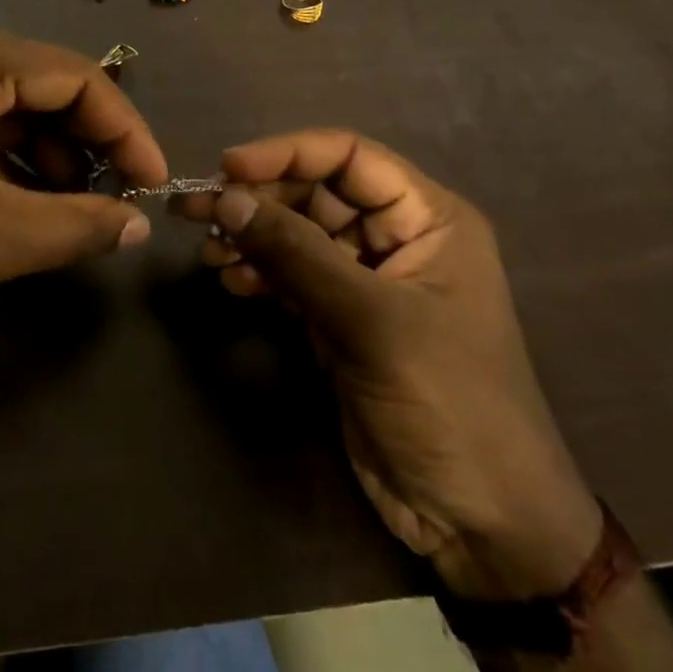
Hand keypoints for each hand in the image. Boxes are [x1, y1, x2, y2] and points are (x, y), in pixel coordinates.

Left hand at [0, 19, 166, 378]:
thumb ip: (79, 226)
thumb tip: (138, 226)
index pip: (75, 77)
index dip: (126, 130)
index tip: (154, 184)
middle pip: (39, 82)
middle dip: (84, 141)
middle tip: (112, 197)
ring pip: (1, 100)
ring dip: (41, 150)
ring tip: (66, 207)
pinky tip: (13, 197)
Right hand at [177, 130, 600, 600]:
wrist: (478, 518)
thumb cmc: (449, 402)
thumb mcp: (372, 320)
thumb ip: (297, 253)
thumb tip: (226, 197)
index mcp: (428, 218)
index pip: (350, 157)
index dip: (287, 153)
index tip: (227, 168)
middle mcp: (397, 238)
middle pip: (315, 193)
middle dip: (257, 198)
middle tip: (194, 207)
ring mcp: (366, 281)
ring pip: (296, 235)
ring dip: (250, 236)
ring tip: (207, 250)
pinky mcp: (340, 319)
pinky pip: (290, 276)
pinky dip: (259, 273)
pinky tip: (231, 281)